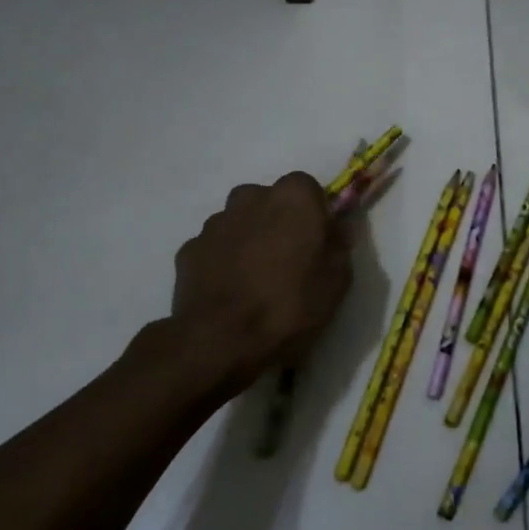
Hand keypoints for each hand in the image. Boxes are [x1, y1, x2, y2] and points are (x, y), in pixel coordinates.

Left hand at [165, 172, 353, 398]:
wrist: (220, 341)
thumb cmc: (289, 305)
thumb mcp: (337, 280)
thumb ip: (338, 244)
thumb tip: (334, 229)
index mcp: (293, 196)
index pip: (308, 189)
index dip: (314, 215)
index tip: (318, 244)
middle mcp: (251, 197)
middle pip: (270, 201)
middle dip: (279, 222)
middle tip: (288, 262)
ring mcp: (215, 222)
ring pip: (240, 222)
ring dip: (249, 240)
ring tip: (256, 281)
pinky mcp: (190, 248)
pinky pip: (215, 248)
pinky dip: (223, 261)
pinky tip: (230, 292)